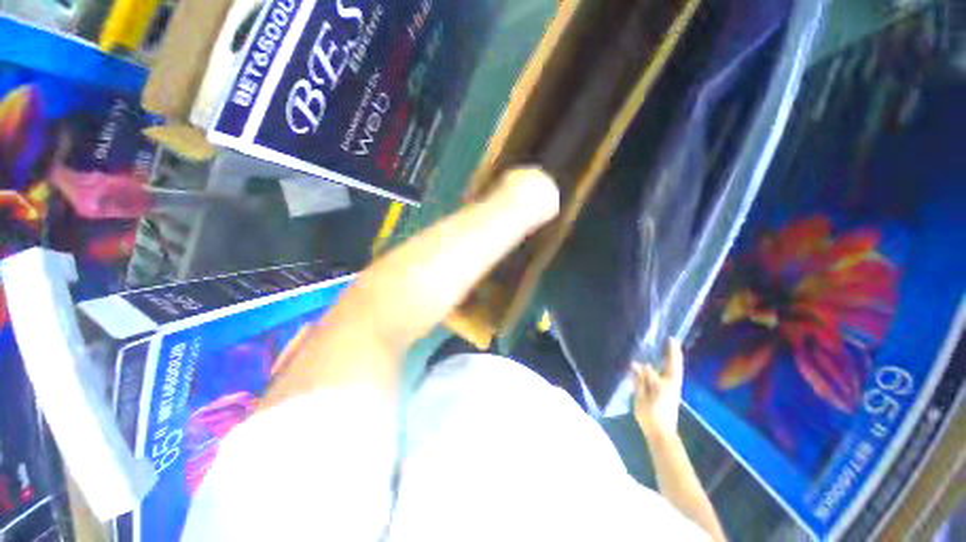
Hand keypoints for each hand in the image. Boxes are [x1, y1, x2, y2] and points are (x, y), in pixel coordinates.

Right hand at [632, 340, 683, 439]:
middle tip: (673, 340)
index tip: (652, 348)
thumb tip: (638, 364)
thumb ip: (640, 380)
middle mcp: (671, 385)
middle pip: (673, 366)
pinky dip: (672, 367)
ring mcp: (673, 390)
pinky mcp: (672, 394)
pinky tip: (666, 365)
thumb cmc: (650, 415)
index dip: (645, 364)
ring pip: (675, 370)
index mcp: (662, 385)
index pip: (653, 369)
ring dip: (674, 359)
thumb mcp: (641, 398)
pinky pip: (673, 375)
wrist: (662, 434)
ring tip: (672, 348)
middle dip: (673, 353)